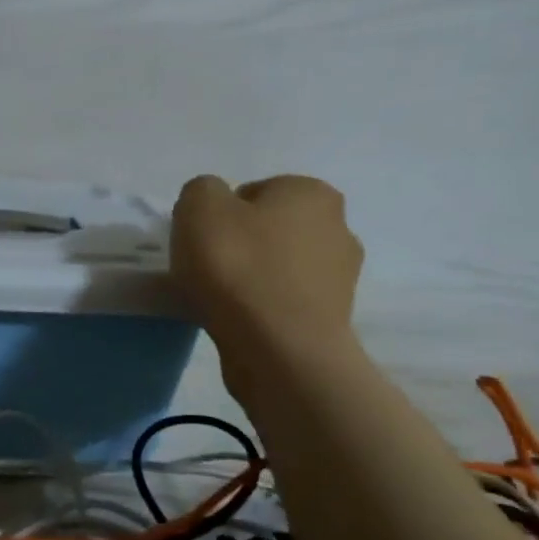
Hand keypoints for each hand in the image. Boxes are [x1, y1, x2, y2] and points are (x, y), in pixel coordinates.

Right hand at [170, 175, 363, 404]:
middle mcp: (338, 226)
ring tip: (218, 301)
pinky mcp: (331, 317)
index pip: (252, 192)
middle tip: (206, 269)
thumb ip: (201, 191)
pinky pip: (283, 301)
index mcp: (310, 192)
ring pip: (277, 267)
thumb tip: (212, 205)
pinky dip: (261, 307)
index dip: (219, 215)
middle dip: (239, 245)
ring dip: (251, 278)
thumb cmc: (238, 267)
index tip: (201, 241)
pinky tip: (238, 321)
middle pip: (268, 229)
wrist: (278, 349)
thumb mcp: (198, 207)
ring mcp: (340, 276)